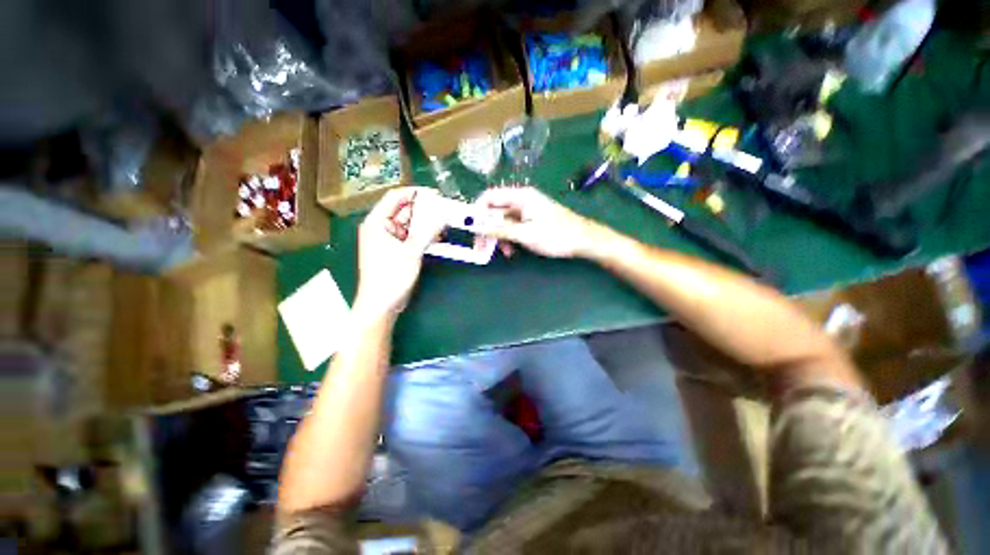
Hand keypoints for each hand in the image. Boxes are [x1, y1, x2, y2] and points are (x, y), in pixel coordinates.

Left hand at [354, 188, 446, 319]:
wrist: (381, 304)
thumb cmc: (391, 276)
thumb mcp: (411, 252)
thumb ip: (428, 231)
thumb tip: (443, 214)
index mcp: (377, 222)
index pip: (396, 197)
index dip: (415, 193)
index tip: (436, 195)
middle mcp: (381, 227)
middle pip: (404, 210)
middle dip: (425, 209)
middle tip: (445, 210)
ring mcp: (389, 240)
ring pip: (410, 224)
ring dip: (426, 223)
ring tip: (445, 223)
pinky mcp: (396, 250)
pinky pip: (412, 236)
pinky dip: (424, 235)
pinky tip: (438, 236)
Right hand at [474, 186, 604, 258]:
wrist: (583, 241)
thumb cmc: (557, 235)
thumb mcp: (526, 234)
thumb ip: (500, 229)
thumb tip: (477, 226)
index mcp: (520, 196)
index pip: (489, 197)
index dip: (477, 212)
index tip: (471, 229)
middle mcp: (521, 201)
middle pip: (494, 212)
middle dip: (488, 230)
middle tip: (482, 248)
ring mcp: (526, 212)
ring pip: (503, 223)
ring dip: (499, 238)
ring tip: (506, 253)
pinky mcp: (530, 222)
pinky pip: (513, 229)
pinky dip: (509, 240)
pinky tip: (513, 251)